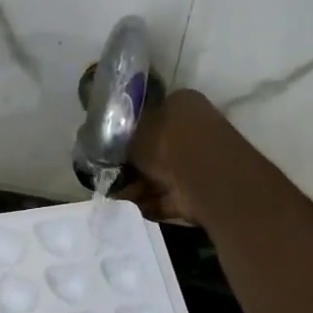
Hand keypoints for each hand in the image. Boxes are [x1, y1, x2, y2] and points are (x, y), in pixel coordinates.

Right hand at [117, 89, 237, 225]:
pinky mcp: (201, 189)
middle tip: (111, 179)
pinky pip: (171, 196)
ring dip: (138, 188)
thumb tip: (112, 144)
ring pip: (161, 175)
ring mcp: (200, 161)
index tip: (111, 151)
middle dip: (132, 168)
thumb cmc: (165, 143)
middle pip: (155, 150)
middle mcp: (194, 129)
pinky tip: (134, 209)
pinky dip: (153, 203)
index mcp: (181, 104)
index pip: (151, 116)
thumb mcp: (132, 132)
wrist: (202, 176)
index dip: (129, 135)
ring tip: (118, 197)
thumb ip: (121, 137)